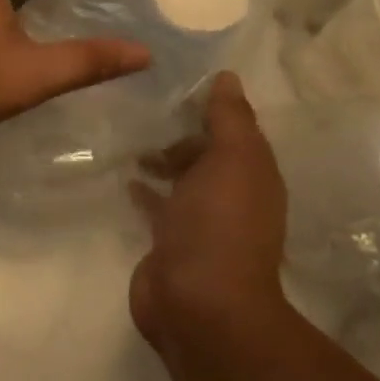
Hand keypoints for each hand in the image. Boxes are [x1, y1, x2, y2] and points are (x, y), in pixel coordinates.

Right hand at [130, 72, 289, 353]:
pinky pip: (158, 205)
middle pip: (206, 153)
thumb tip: (228, 77)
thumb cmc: (219, 222)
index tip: (175, 80)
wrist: (197, 303)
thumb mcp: (232, 158)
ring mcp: (200, 222)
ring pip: (182, 178)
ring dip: (163, 160)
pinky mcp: (169, 242)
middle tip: (143, 109)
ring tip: (130, 138)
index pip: (234, 129)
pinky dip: (146, 189)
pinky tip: (126, 177)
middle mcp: (231, 196)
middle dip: (182, 133)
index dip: (210, 106)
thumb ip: (230, 117)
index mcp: (253, 174)